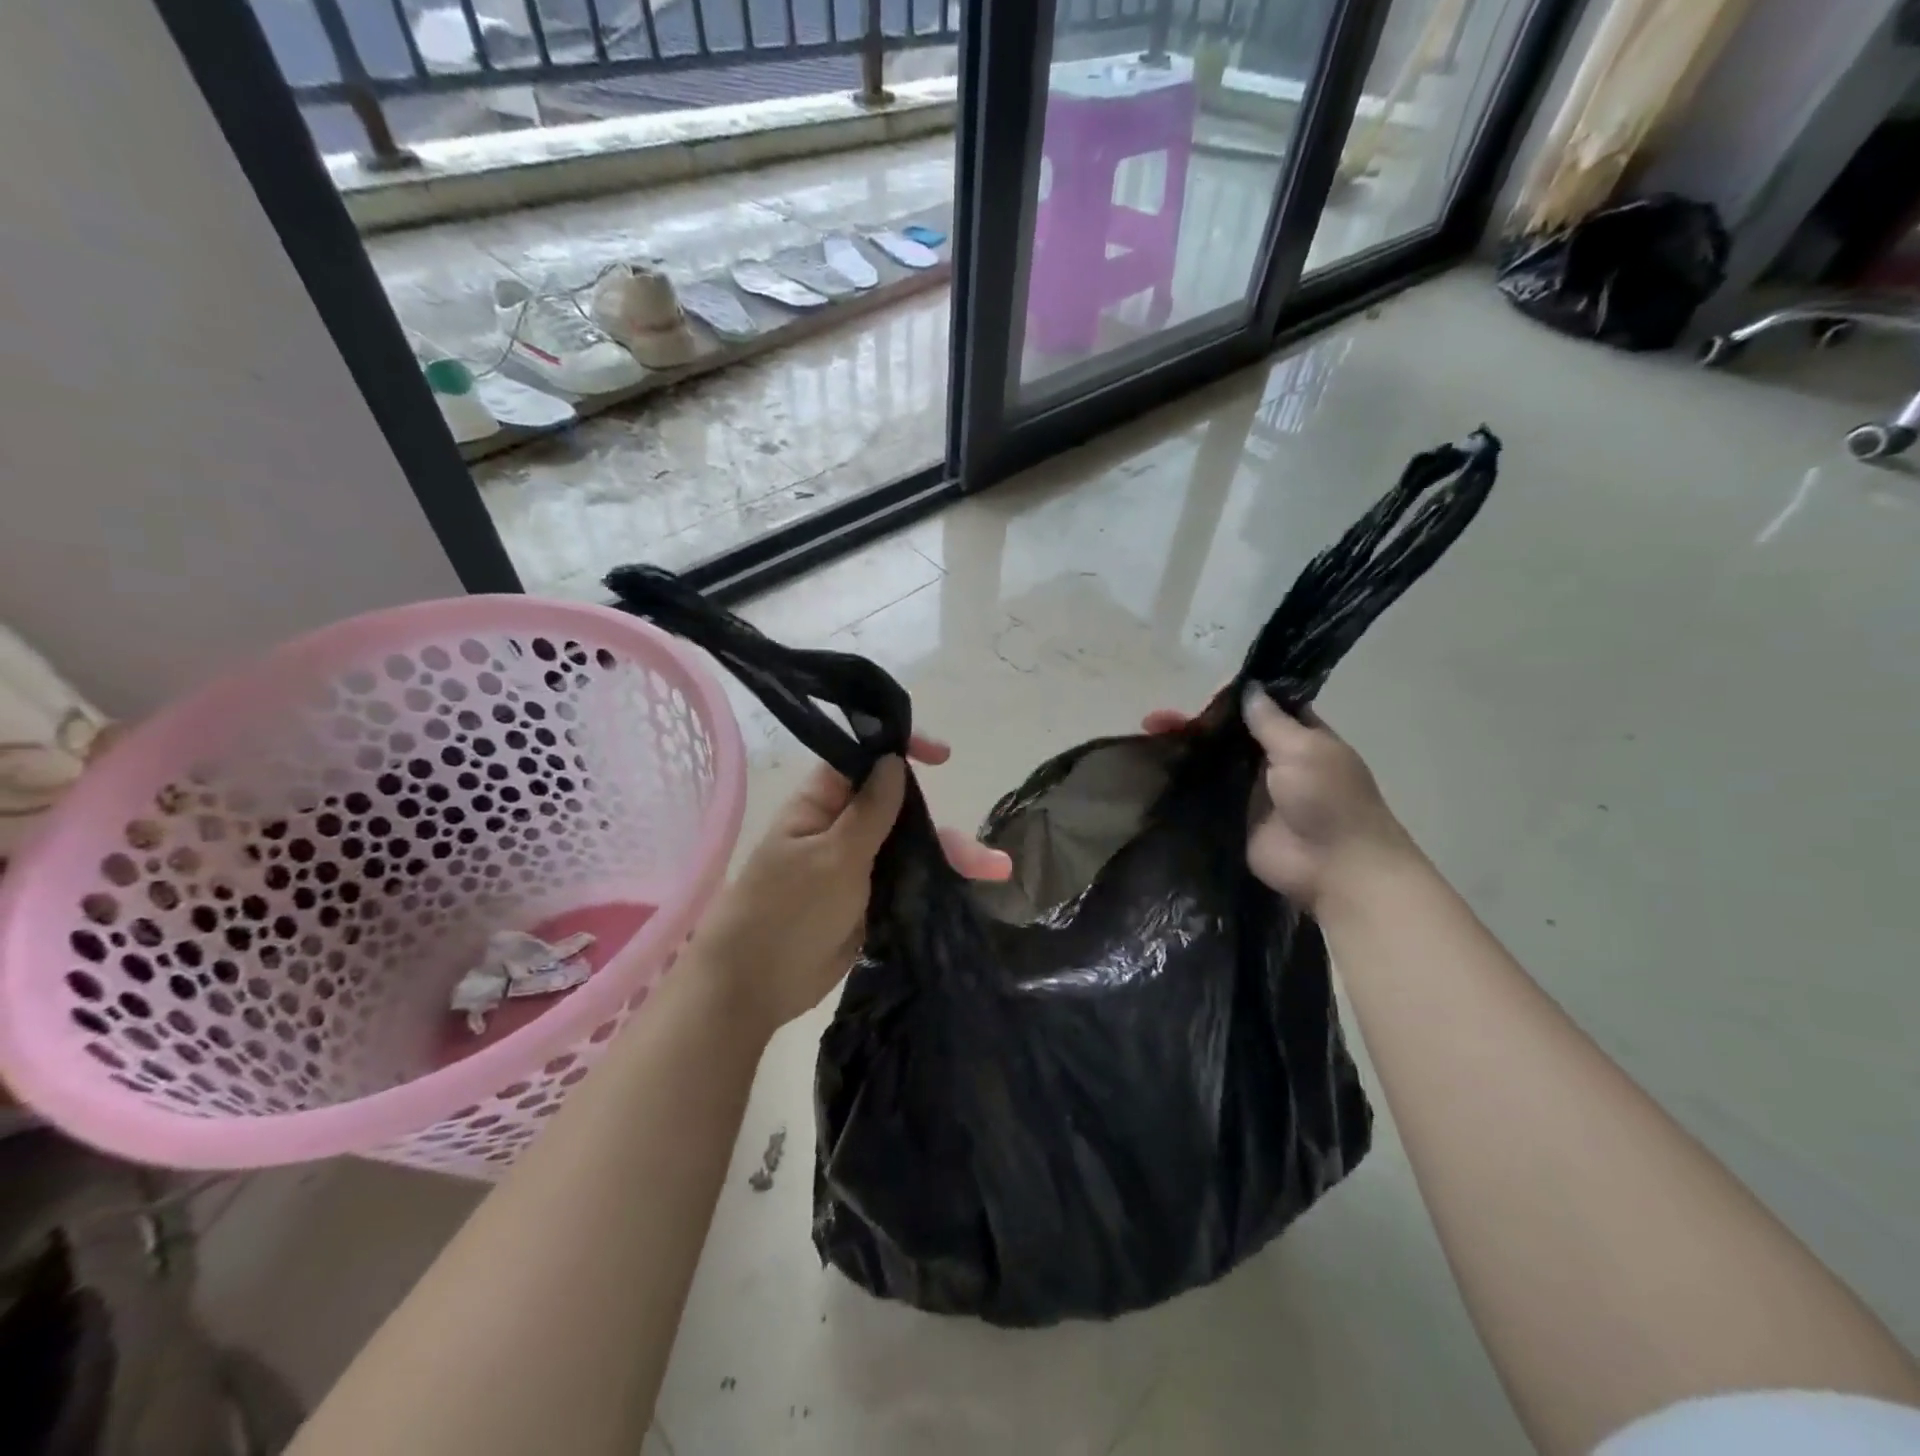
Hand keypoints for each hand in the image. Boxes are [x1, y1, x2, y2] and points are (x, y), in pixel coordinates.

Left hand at [690, 735, 1009, 1033]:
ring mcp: (855, 867)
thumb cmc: (786, 910)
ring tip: (996, 871)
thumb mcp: (833, 856)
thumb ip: (871, 811)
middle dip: (941, 823)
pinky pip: (906, 881)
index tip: (943, 756)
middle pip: (900, 811)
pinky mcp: (866, 901)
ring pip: (909, 848)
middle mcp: (841, 828)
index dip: (902, 752)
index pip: (864, 762)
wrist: (754, 986)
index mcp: (821, 804)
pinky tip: (972, 887)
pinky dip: (936, 882)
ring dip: (950, 856)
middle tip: (985, 850)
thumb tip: (894, 760)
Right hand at [1142, 691, 1414, 912]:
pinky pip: (1204, 795)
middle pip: (1229, 735)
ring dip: (1184, 750)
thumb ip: (1271, 721)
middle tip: (1156, 720)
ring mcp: (1250, 791)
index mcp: (1299, 737)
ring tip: (1146, 737)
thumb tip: (1249, 688)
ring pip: (1212, 762)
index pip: (1261, 708)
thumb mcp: (1304, 749)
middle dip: (1195, 724)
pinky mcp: (1232, 819)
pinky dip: (1182, 783)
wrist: (1335, 868)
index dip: (1231, 697)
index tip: (1198, 691)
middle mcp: (1273, 761)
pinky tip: (1151, 770)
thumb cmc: (1329, 800)